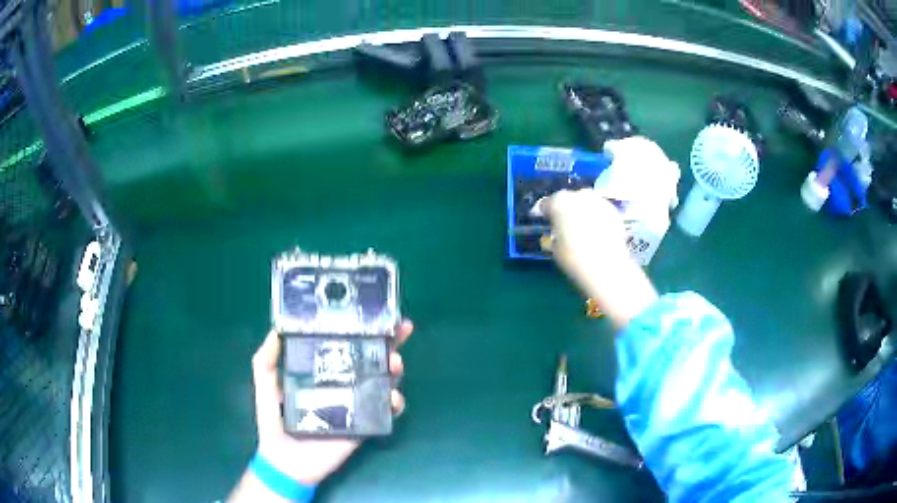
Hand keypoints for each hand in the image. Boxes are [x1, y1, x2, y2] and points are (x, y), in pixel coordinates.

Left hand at [252, 321, 412, 484]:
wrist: (285, 459)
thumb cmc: (273, 419)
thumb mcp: (265, 383)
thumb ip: (266, 358)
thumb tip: (276, 329)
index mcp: (322, 371)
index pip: (345, 345)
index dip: (361, 330)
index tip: (378, 315)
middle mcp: (343, 383)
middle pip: (371, 359)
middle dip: (389, 344)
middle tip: (399, 333)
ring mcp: (355, 404)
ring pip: (382, 382)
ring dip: (394, 370)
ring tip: (394, 363)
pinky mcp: (363, 425)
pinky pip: (385, 412)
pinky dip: (394, 403)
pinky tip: (393, 397)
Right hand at [545, 189, 657, 327]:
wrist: (606, 267)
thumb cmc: (573, 258)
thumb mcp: (555, 247)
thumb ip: (555, 232)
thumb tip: (558, 230)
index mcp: (559, 202)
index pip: (547, 203)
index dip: (544, 213)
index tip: (544, 220)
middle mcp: (579, 195)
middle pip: (569, 199)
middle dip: (566, 209)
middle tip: (564, 225)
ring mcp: (599, 201)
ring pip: (586, 203)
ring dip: (583, 212)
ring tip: (582, 229)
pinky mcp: (614, 211)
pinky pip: (600, 211)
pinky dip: (597, 218)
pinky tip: (597, 232)